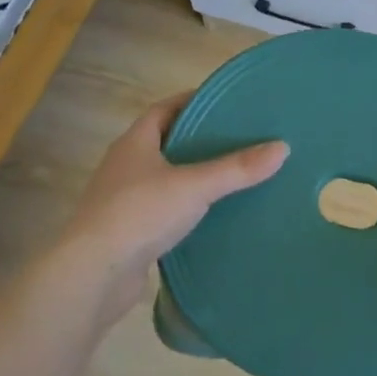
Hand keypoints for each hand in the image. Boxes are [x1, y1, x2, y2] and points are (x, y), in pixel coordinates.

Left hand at [56, 93, 287, 327]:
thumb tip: (283, 148)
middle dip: (198, 138)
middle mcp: (124, 166)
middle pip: (165, 141)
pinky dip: (184, 207)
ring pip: (163, 177)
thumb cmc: (139, 214)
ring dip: (191, 175)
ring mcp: (122, 200)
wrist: (93, 275)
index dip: (192, 100)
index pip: (164, 109)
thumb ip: (237, 168)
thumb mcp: (195, 186)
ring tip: (230, 175)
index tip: (225, 102)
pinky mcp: (127, 232)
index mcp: (134, 143)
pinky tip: (210, 216)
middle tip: (237, 138)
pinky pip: (162, 209)